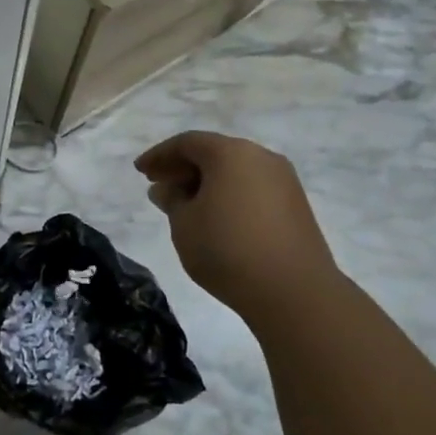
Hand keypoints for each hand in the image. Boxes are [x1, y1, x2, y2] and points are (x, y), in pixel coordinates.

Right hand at [135, 132, 339, 317]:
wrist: (293, 291)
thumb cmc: (227, 249)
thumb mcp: (184, 224)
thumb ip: (172, 200)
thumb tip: (167, 189)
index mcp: (230, 153)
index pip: (187, 143)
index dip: (159, 155)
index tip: (140, 171)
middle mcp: (260, 157)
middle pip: (214, 153)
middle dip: (183, 167)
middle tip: (159, 186)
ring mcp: (283, 181)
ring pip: (235, 171)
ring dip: (206, 182)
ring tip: (185, 206)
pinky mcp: (296, 205)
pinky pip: (253, 188)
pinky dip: (229, 195)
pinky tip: (216, 218)